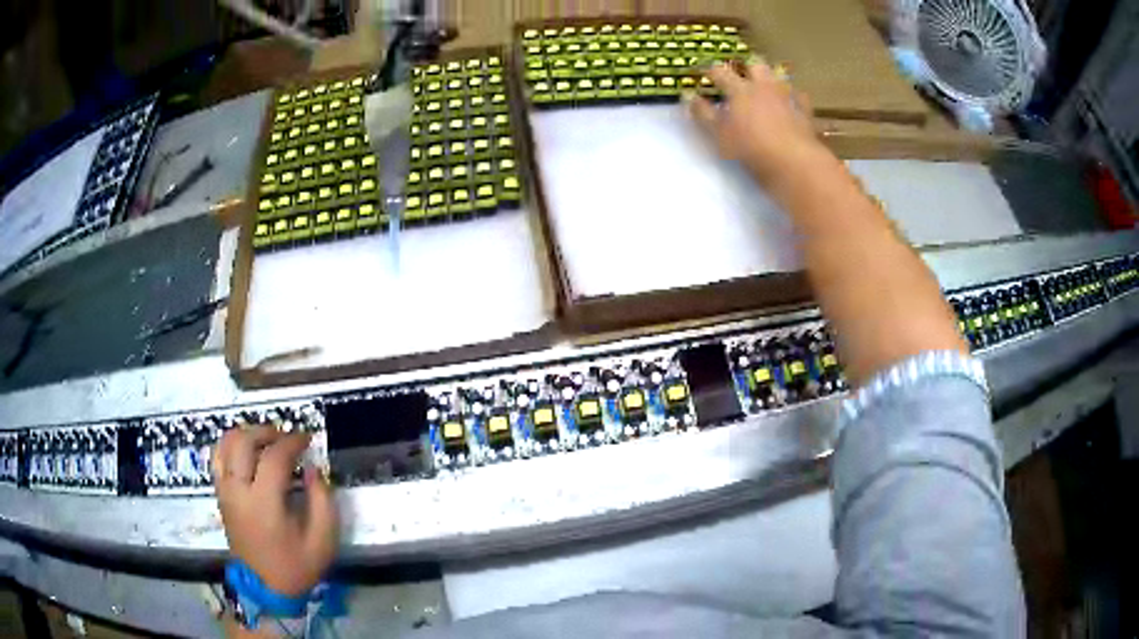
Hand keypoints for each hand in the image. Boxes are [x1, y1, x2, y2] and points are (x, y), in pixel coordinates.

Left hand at [214, 428, 336, 596]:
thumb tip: (312, 468)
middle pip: (244, 442)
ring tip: (267, 441)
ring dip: (247, 434)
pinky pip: (218, 458)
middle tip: (286, 437)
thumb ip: (322, 500)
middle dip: (267, 432)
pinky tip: (247, 452)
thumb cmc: (296, 566)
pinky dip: (231, 446)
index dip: (292, 442)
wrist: (266, 587)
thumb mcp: (323, 540)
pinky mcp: (220, 495)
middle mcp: (238, 492)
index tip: (307, 439)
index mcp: (264, 505)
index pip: (274, 457)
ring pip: (226, 445)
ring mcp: (225, 492)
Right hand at [687, 60, 823, 192]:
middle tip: (740, 74)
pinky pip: (800, 97)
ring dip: (771, 78)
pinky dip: (794, 97)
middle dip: (746, 66)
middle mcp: (764, 87)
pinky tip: (792, 101)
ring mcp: (786, 97)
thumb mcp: (719, 134)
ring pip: (779, 77)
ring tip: (766, 85)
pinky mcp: (804, 112)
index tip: (703, 71)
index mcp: (740, 90)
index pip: (720, 71)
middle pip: (755, 65)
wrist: (794, 162)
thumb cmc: (751, 149)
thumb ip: (703, 114)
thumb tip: (688, 96)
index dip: (709, 69)